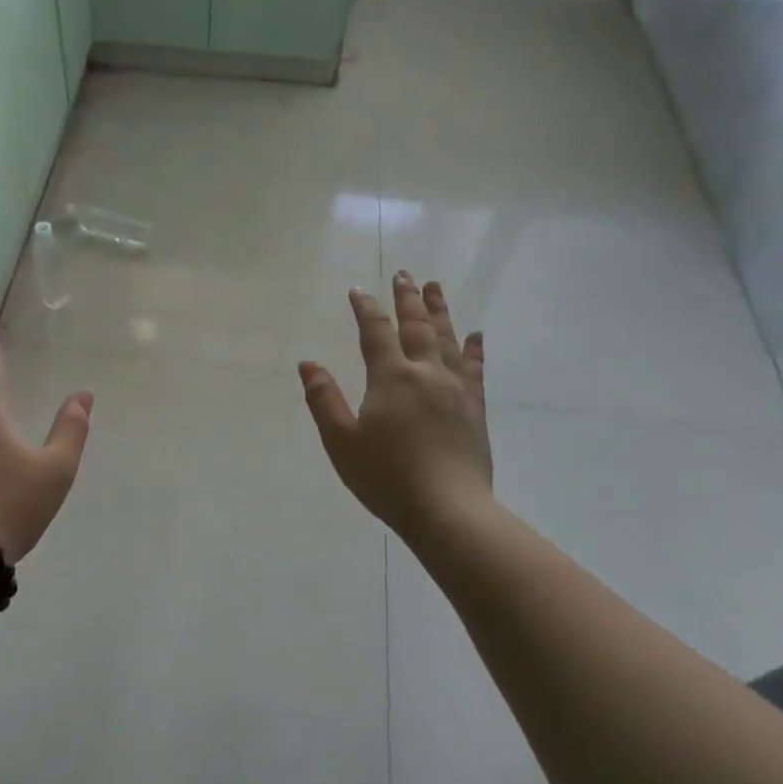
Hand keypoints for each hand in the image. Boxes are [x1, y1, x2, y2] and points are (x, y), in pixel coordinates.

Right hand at [299, 272, 492, 536]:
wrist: (447, 509)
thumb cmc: (386, 477)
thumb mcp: (341, 441)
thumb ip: (324, 399)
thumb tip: (307, 364)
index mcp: (391, 377)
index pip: (376, 332)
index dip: (366, 308)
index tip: (358, 289)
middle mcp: (426, 373)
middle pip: (417, 326)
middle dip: (408, 298)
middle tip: (404, 274)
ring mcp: (455, 389)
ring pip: (447, 338)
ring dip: (440, 310)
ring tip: (435, 287)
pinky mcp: (474, 408)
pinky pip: (475, 368)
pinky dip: (473, 348)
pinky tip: (475, 335)